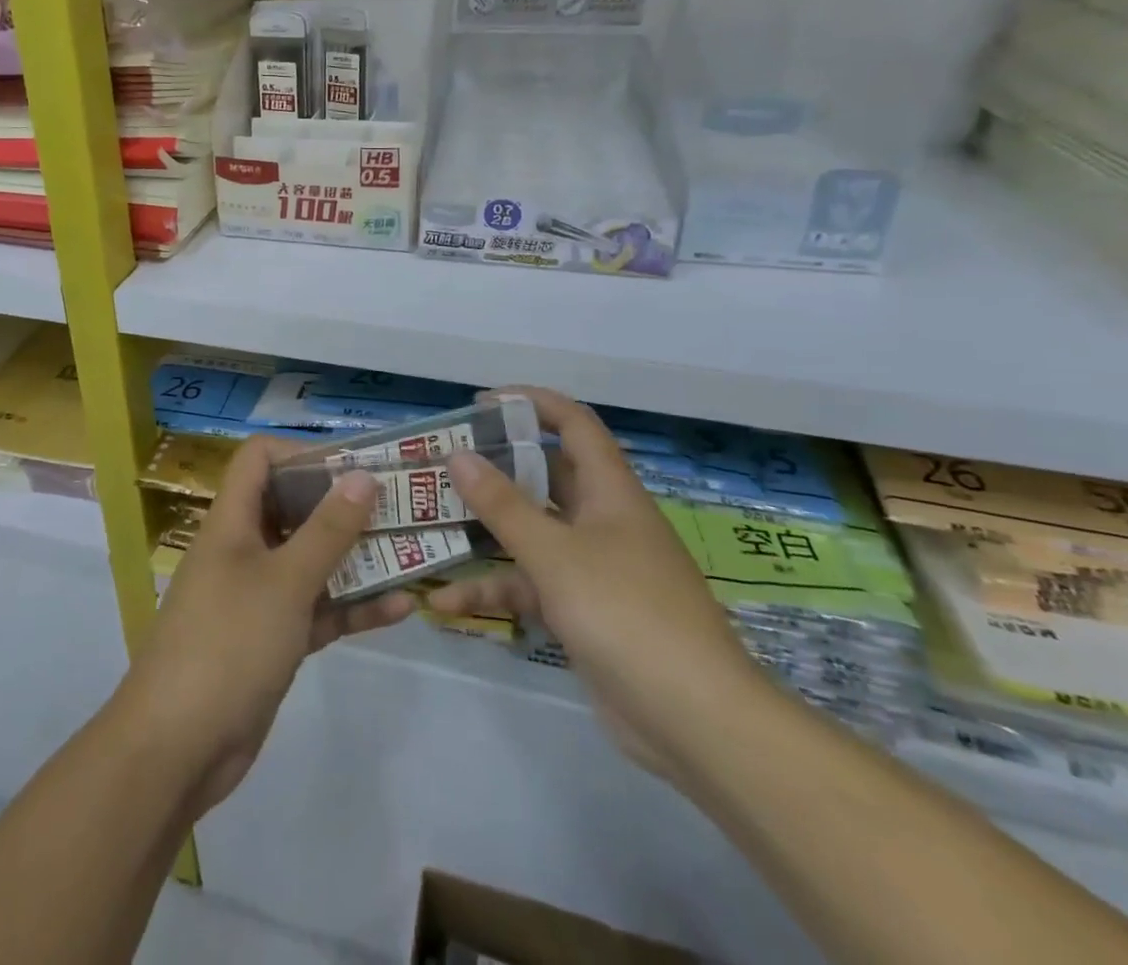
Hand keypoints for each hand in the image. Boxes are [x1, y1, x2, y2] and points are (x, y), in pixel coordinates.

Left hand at [112, 436, 416, 812]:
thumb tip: (362, 475)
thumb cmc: (229, 643)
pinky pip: (316, 609)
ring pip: (311, 561)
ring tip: (411, 550)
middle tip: (398, 505)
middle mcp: (244, 549)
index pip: (260, 459)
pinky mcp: (273, 639)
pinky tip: (400, 607)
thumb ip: (327, 530)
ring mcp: (258, 596)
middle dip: (343, 505)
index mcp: (233, 521)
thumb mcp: (285, 581)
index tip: (354, 467)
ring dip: (356, 557)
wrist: (178, 748)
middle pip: (293, 508)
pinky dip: (351, 607)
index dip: (303, 454)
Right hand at [427, 387, 765, 775]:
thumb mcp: (554, 554)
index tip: (481, 403)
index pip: (574, 425)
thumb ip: (502, 505)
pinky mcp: (584, 611)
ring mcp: (594, 568)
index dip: (531, 403)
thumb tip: (459, 455)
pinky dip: (495, 591)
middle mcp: (603, 521)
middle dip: (497, 468)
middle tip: (445, 463)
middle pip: (545, 477)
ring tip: (432, 524)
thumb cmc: (625, 613)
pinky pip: (532, 585)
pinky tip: (448, 603)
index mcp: (610, 492)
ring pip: (532, 534)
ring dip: (486, 534)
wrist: (695, 722)